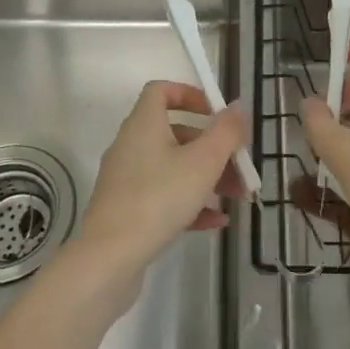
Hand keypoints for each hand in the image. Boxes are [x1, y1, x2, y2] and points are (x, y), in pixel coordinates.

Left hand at [74, 81, 248, 295]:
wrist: (110, 257)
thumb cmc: (159, 198)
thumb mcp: (203, 162)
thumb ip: (226, 132)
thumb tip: (238, 105)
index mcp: (144, 124)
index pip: (161, 91)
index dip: (190, 94)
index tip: (216, 113)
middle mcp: (131, 145)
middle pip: (176, 133)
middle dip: (212, 148)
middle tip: (240, 166)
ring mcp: (127, 179)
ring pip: (173, 167)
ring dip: (206, 178)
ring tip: (236, 197)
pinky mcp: (126, 209)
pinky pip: (163, 196)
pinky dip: (189, 203)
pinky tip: (216, 222)